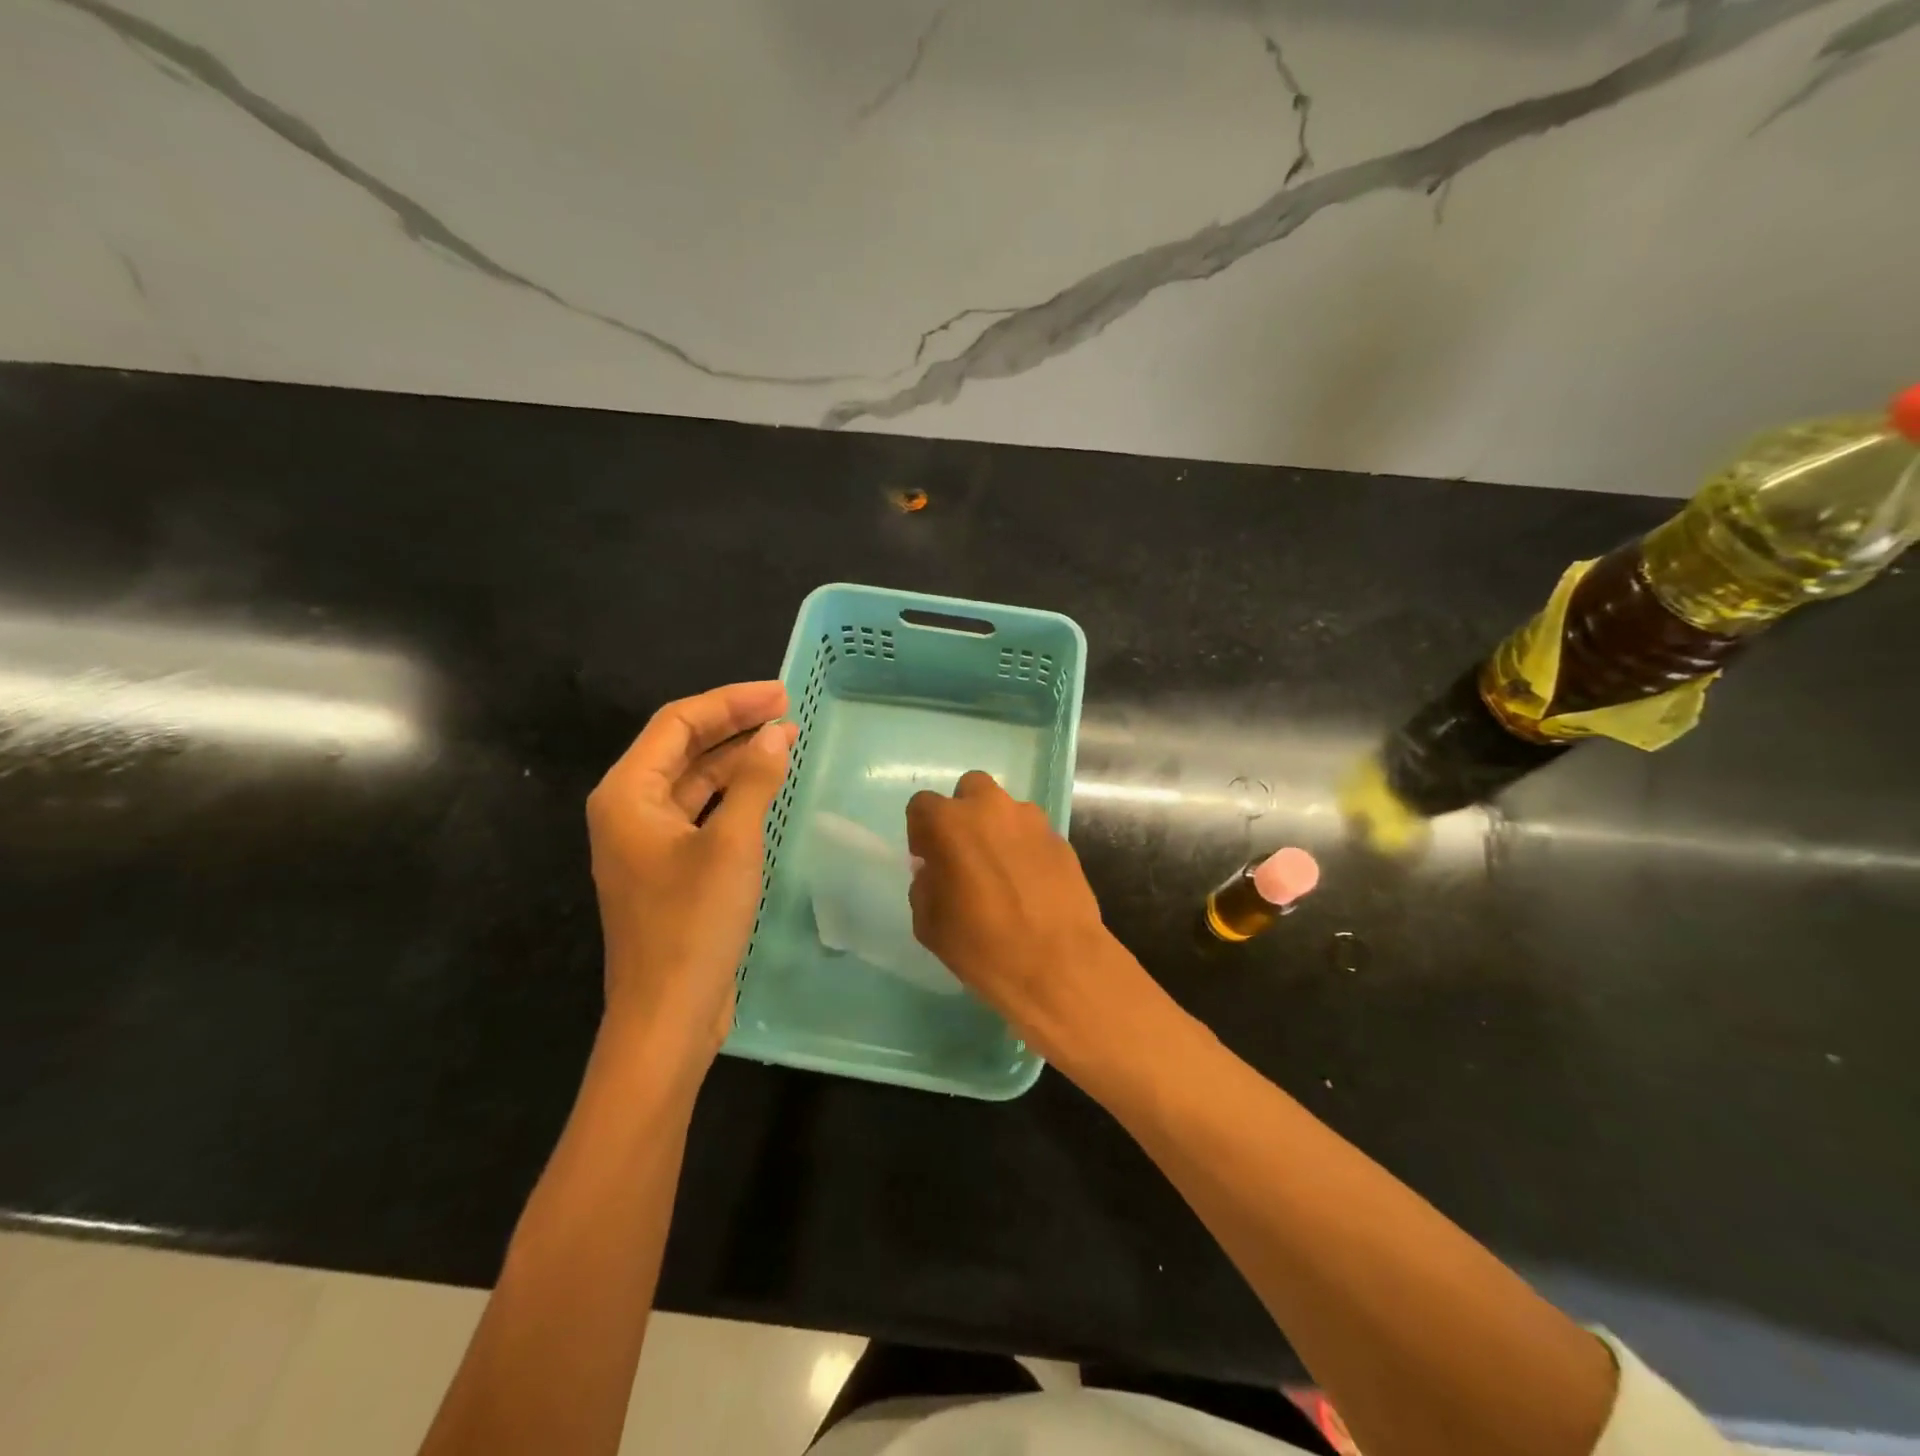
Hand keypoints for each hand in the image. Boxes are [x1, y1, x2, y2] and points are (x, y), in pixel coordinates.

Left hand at [586, 681, 796, 1072]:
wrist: (667, 1015)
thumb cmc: (693, 923)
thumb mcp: (732, 844)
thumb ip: (755, 780)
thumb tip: (777, 734)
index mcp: (628, 794)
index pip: (677, 723)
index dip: (730, 702)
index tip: (780, 695)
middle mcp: (630, 810)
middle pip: (683, 748)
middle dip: (734, 726)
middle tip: (787, 710)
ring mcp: (648, 842)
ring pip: (694, 781)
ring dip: (736, 759)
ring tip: (785, 741)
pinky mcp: (669, 868)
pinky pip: (701, 813)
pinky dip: (733, 794)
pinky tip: (766, 787)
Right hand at [906, 771, 1147, 1069]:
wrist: (1058, 964)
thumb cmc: (982, 946)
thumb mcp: (929, 924)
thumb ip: (925, 886)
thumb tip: (935, 871)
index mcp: (950, 823)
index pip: (922, 806)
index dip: (921, 832)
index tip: (929, 860)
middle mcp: (991, 808)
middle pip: (971, 790)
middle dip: (964, 814)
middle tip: (966, 853)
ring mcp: (1032, 821)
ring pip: (1007, 810)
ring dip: (999, 830)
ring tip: (1003, 872)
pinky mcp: (1062, 839)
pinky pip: (1034, 835)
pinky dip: (1027, 850)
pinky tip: (1031, 885)